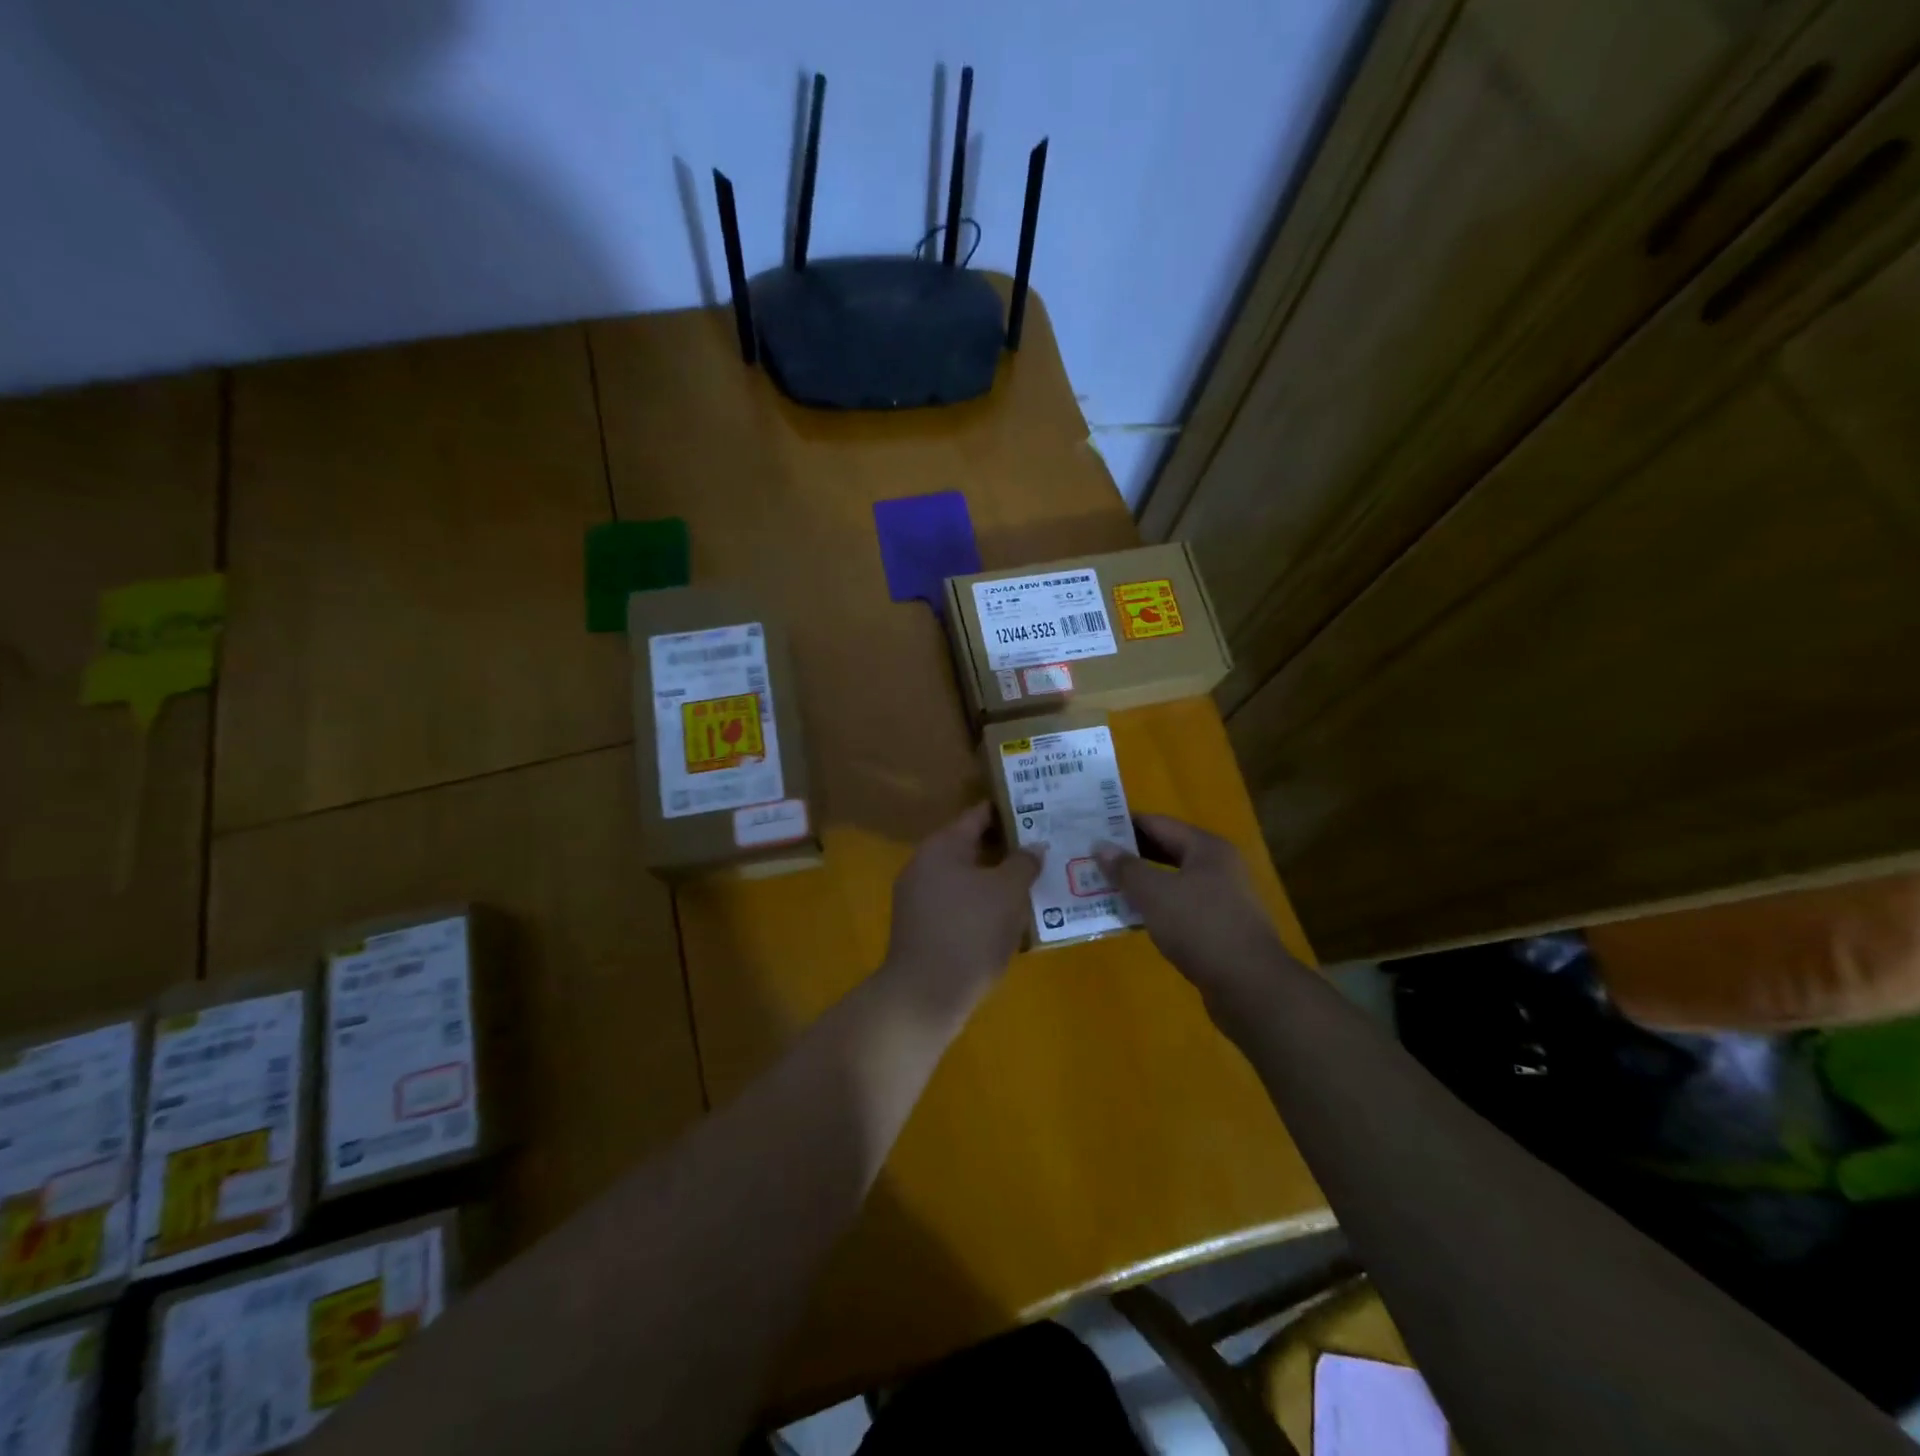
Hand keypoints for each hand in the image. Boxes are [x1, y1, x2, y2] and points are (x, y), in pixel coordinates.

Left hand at [881, 802, 1043, 1017]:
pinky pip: (959, 905)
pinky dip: (983, 905)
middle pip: (972, 847)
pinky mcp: (922, 928)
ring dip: (997, 880)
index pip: (979, 815)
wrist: (925, 995)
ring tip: (1035, 885)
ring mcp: (919, 898)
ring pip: (967, 879)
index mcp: (941, 847)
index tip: (1040, 811)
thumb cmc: (970, 932)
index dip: (1010, 812)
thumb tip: (1033, 846)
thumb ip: (1024, 862)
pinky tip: (1010, 919)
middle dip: (1007, 849)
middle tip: (1045, 850)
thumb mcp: (1008, 892)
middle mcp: (924, 865)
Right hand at [1096, 814, 1286, 1000]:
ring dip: (1139, 885)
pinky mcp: (1218, 928)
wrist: (1250, 986)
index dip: (1123, 825)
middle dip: (1129, 856)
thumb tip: (1100, 846)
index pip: (1158, 823)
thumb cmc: (1200, 927)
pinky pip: (1178, 908)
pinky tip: (1129, 918)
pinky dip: (1154, 909)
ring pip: (1171, 882)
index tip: (1091, 829)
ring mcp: (1220, 899)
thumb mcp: (1154, 893)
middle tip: (1090, 859)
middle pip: (1165, 851)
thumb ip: (1126, 868)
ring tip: (1101, 887)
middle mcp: (1217, 867)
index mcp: (1206, 848)